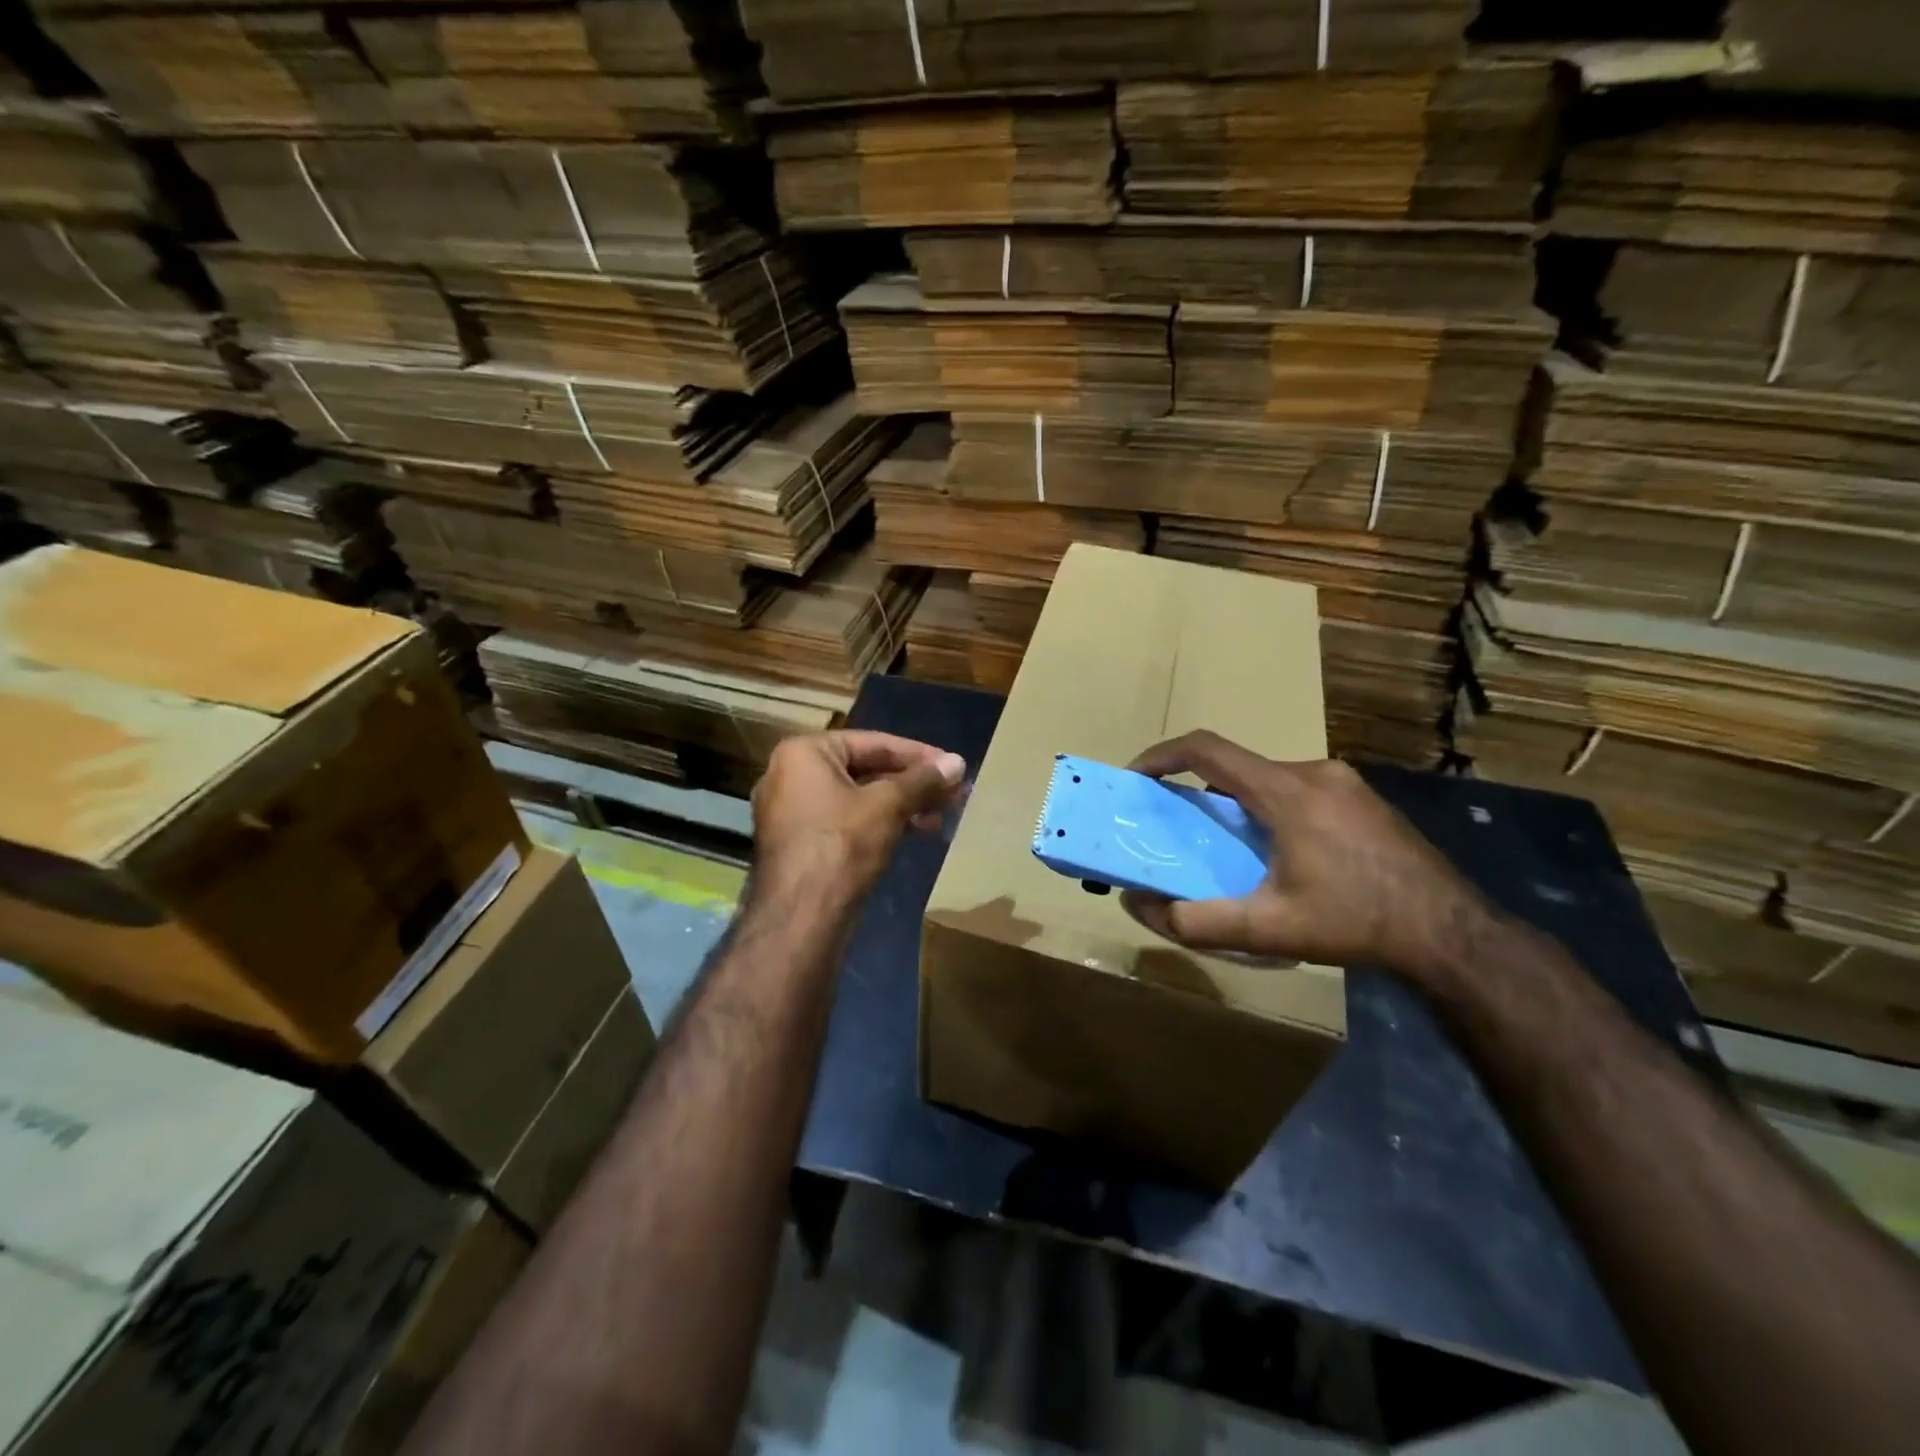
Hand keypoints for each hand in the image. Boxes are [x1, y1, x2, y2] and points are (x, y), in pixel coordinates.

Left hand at [751, 731, 965, 902]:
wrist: (801, 917)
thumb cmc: (841, 845)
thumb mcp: (888, 806)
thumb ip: (923, 781)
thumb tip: (959, 763)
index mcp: (803, 753)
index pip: (873, 743)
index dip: (919, 755)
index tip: (953, 766)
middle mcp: (790, 775)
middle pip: (865, 769)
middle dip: (912, 783)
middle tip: (952, 793)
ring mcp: (792, 811)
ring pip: (858, 798)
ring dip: (901, 805)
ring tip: (940, 817)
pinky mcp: (800, 843)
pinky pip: (846, 820)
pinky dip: (879, 823)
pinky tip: (914, 832)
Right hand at [1120, 731, 1497, 982]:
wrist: (1451, 933)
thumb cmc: (1355, 923)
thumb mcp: (1268, 929)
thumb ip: (1196, 921)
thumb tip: (1139, 907)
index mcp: (1286, 791)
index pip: (1206, 750)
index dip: (1162, 755)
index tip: (1136, 776)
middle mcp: (1313, 772)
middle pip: (1236, 765)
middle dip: (1197, 788)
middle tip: (1179, 826)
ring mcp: (1343, 781)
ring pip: (1268, 777)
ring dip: (1236, 801)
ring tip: (1228, 846)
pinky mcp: (1362, 797)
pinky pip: (1297, 788)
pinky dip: (1269, 807)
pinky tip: (1280, 852)